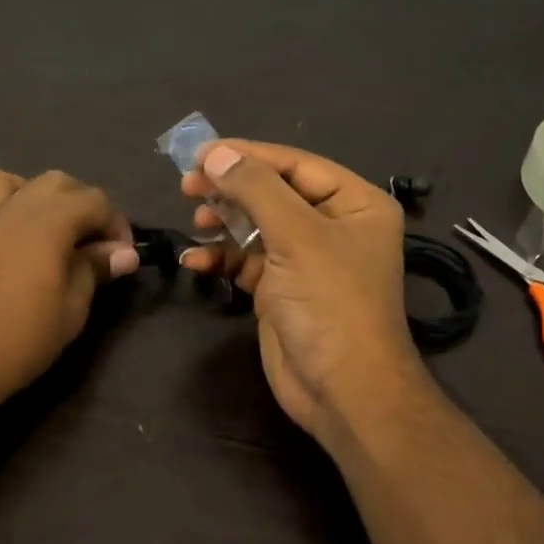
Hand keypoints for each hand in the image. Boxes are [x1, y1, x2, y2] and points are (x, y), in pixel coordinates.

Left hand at [0, 169, 136, 419]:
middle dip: (78, 202)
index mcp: (48, 222)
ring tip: (30, 224)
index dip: (115, 224)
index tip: (120, 256)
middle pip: (53, 182)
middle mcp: (10, 209)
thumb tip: (123, 253)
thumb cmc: (21, 341)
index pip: (94, 201)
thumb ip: (95, 270)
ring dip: (19, 194)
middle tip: (86, 240)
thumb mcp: (72, 309)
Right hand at [180, 140, 425, 441]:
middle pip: (273, 192)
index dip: (248, 155)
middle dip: (231, 189)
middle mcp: (332, 226)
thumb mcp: (297, 237)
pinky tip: (195, 260)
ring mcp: (305, 259)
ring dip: (223, 221)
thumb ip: (255, 190)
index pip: (295, 164)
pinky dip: (220, 258)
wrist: (342, 390)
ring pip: (255, 225)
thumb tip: (215, 154)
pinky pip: (245, 261)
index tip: (200, 153)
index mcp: (355, 203)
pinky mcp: (280, 289)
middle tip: (188, 185)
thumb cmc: (330, 303)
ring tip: (196, 219)